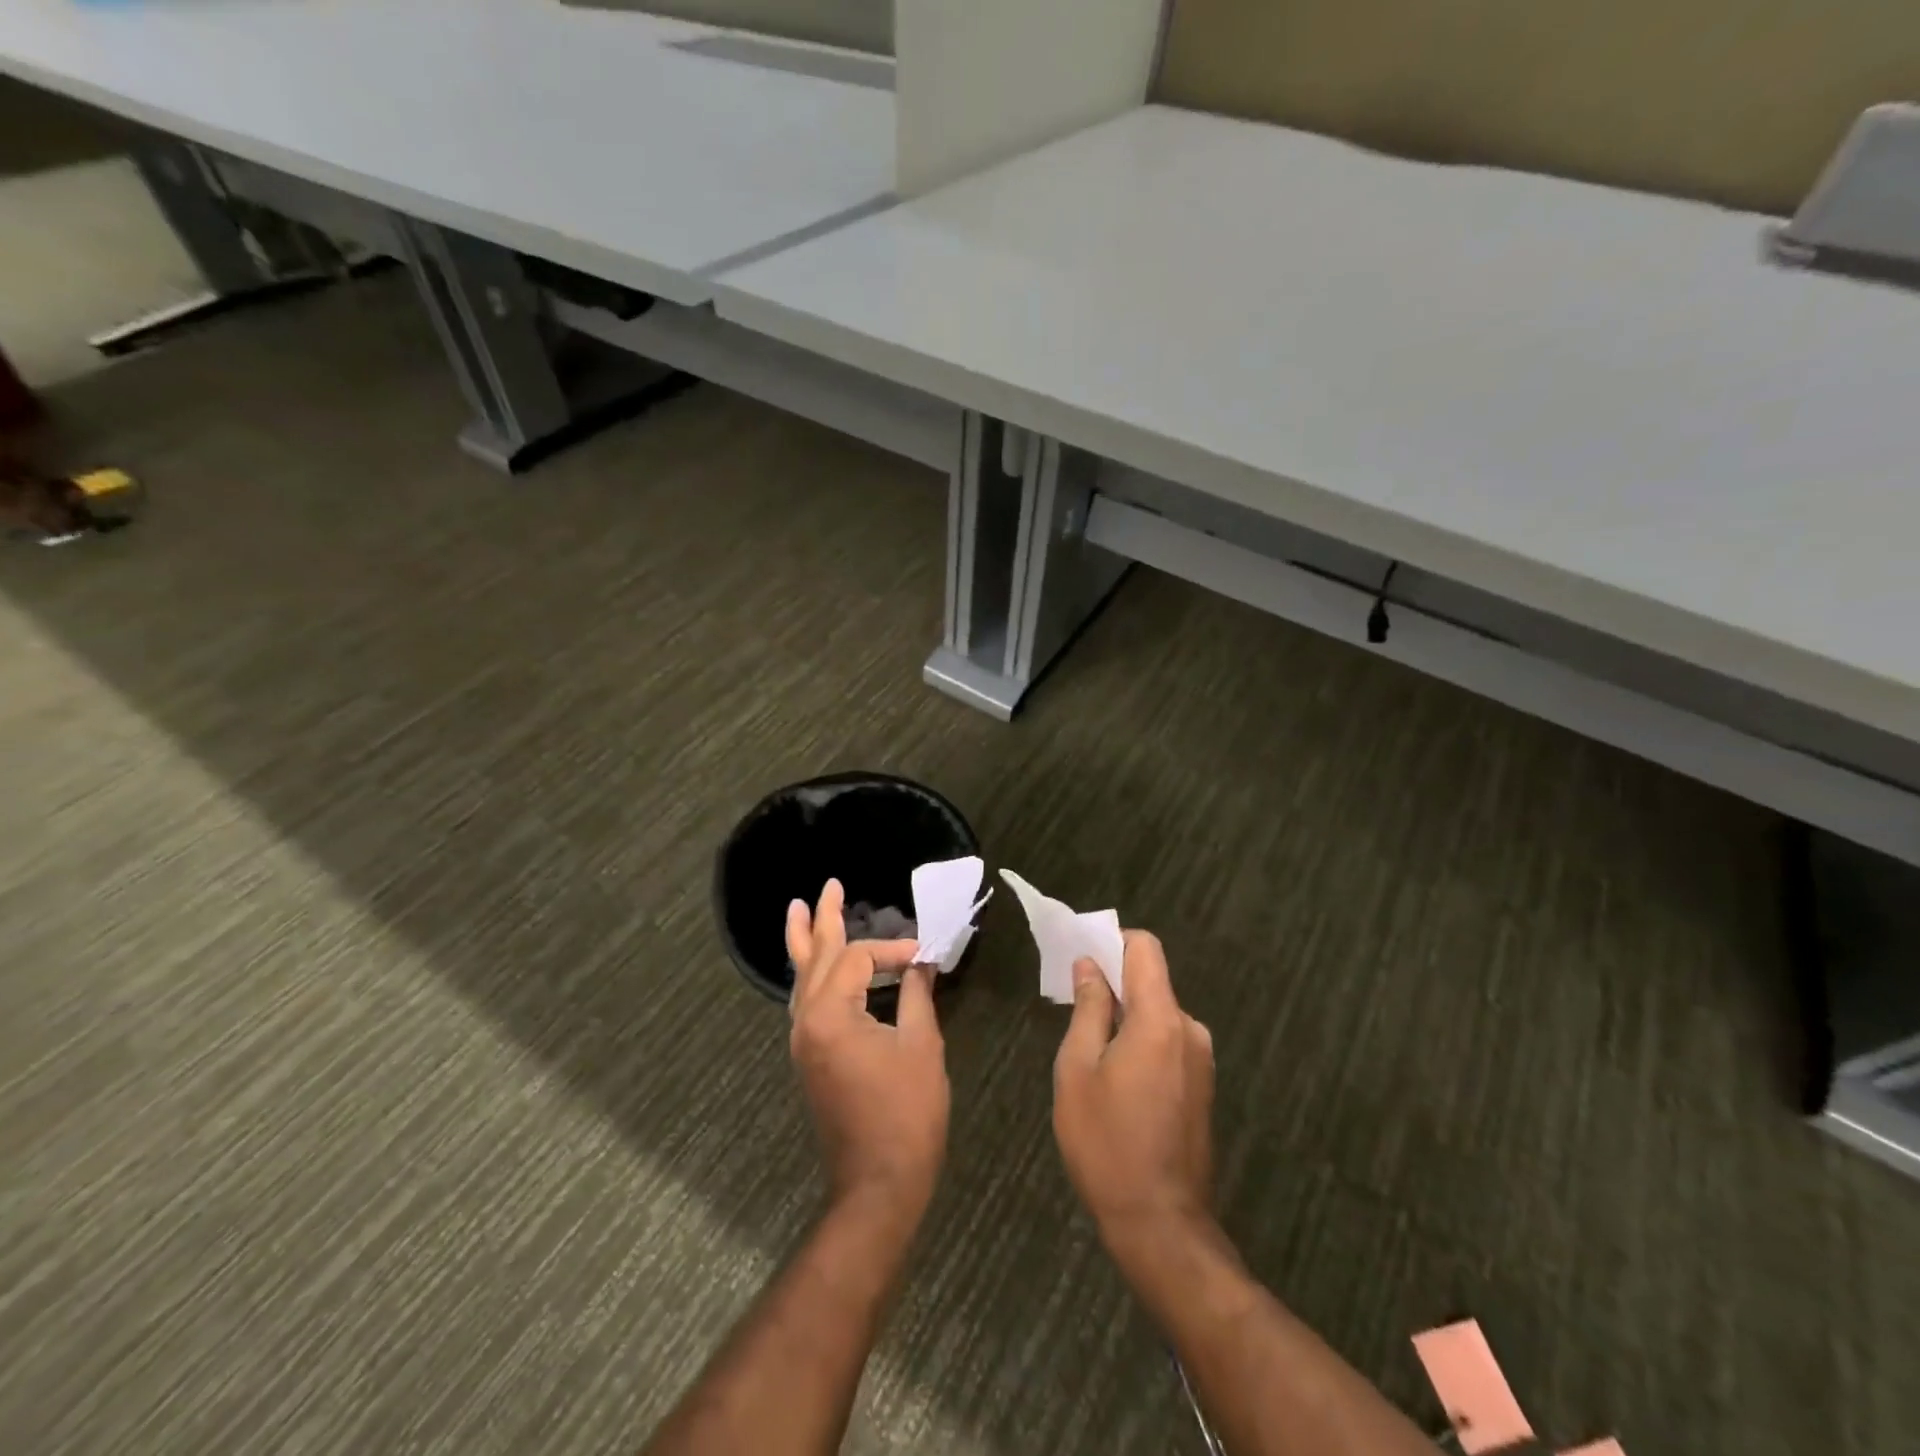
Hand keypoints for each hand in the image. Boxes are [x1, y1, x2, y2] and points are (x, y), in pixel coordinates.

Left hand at [787, 880, 949, 1221]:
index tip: (924, 956)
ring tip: (799, 912)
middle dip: (822, 920)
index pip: (857, 958)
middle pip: (812, 958)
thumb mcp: (921, 1046)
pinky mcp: (809, 1059)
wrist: (878, 1183)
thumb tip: (920, 964)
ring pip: (801, 980)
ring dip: (804, 944)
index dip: (892, 950)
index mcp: (831, 1015)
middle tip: (827, 886)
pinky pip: (805, 1003)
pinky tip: (816, 968)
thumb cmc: (906, 1113)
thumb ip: (916, 996)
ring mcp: (803, 1042)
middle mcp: (806, 1023)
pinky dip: (811, 977)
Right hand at [1052, 931, 1215, 1250]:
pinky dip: (1141, 1040)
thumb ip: (1088, 1010)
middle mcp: (1190, 1030)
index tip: (1081, 957)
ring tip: (1089, 1049)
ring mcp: (1201, 1060)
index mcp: (1161, 1020)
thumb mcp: (1078, 1070)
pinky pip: (1168, 1041)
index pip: (1145, 949)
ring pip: (1158, 1014)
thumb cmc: (1106, 1143)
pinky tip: (1115, 1077)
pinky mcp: (1202, 1086)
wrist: (1160, 1225)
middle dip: (1113, 982)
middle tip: (1072, 1005)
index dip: (1113, 941)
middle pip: (1152, 981)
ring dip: (1126, 1016)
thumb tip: (1090, 966)